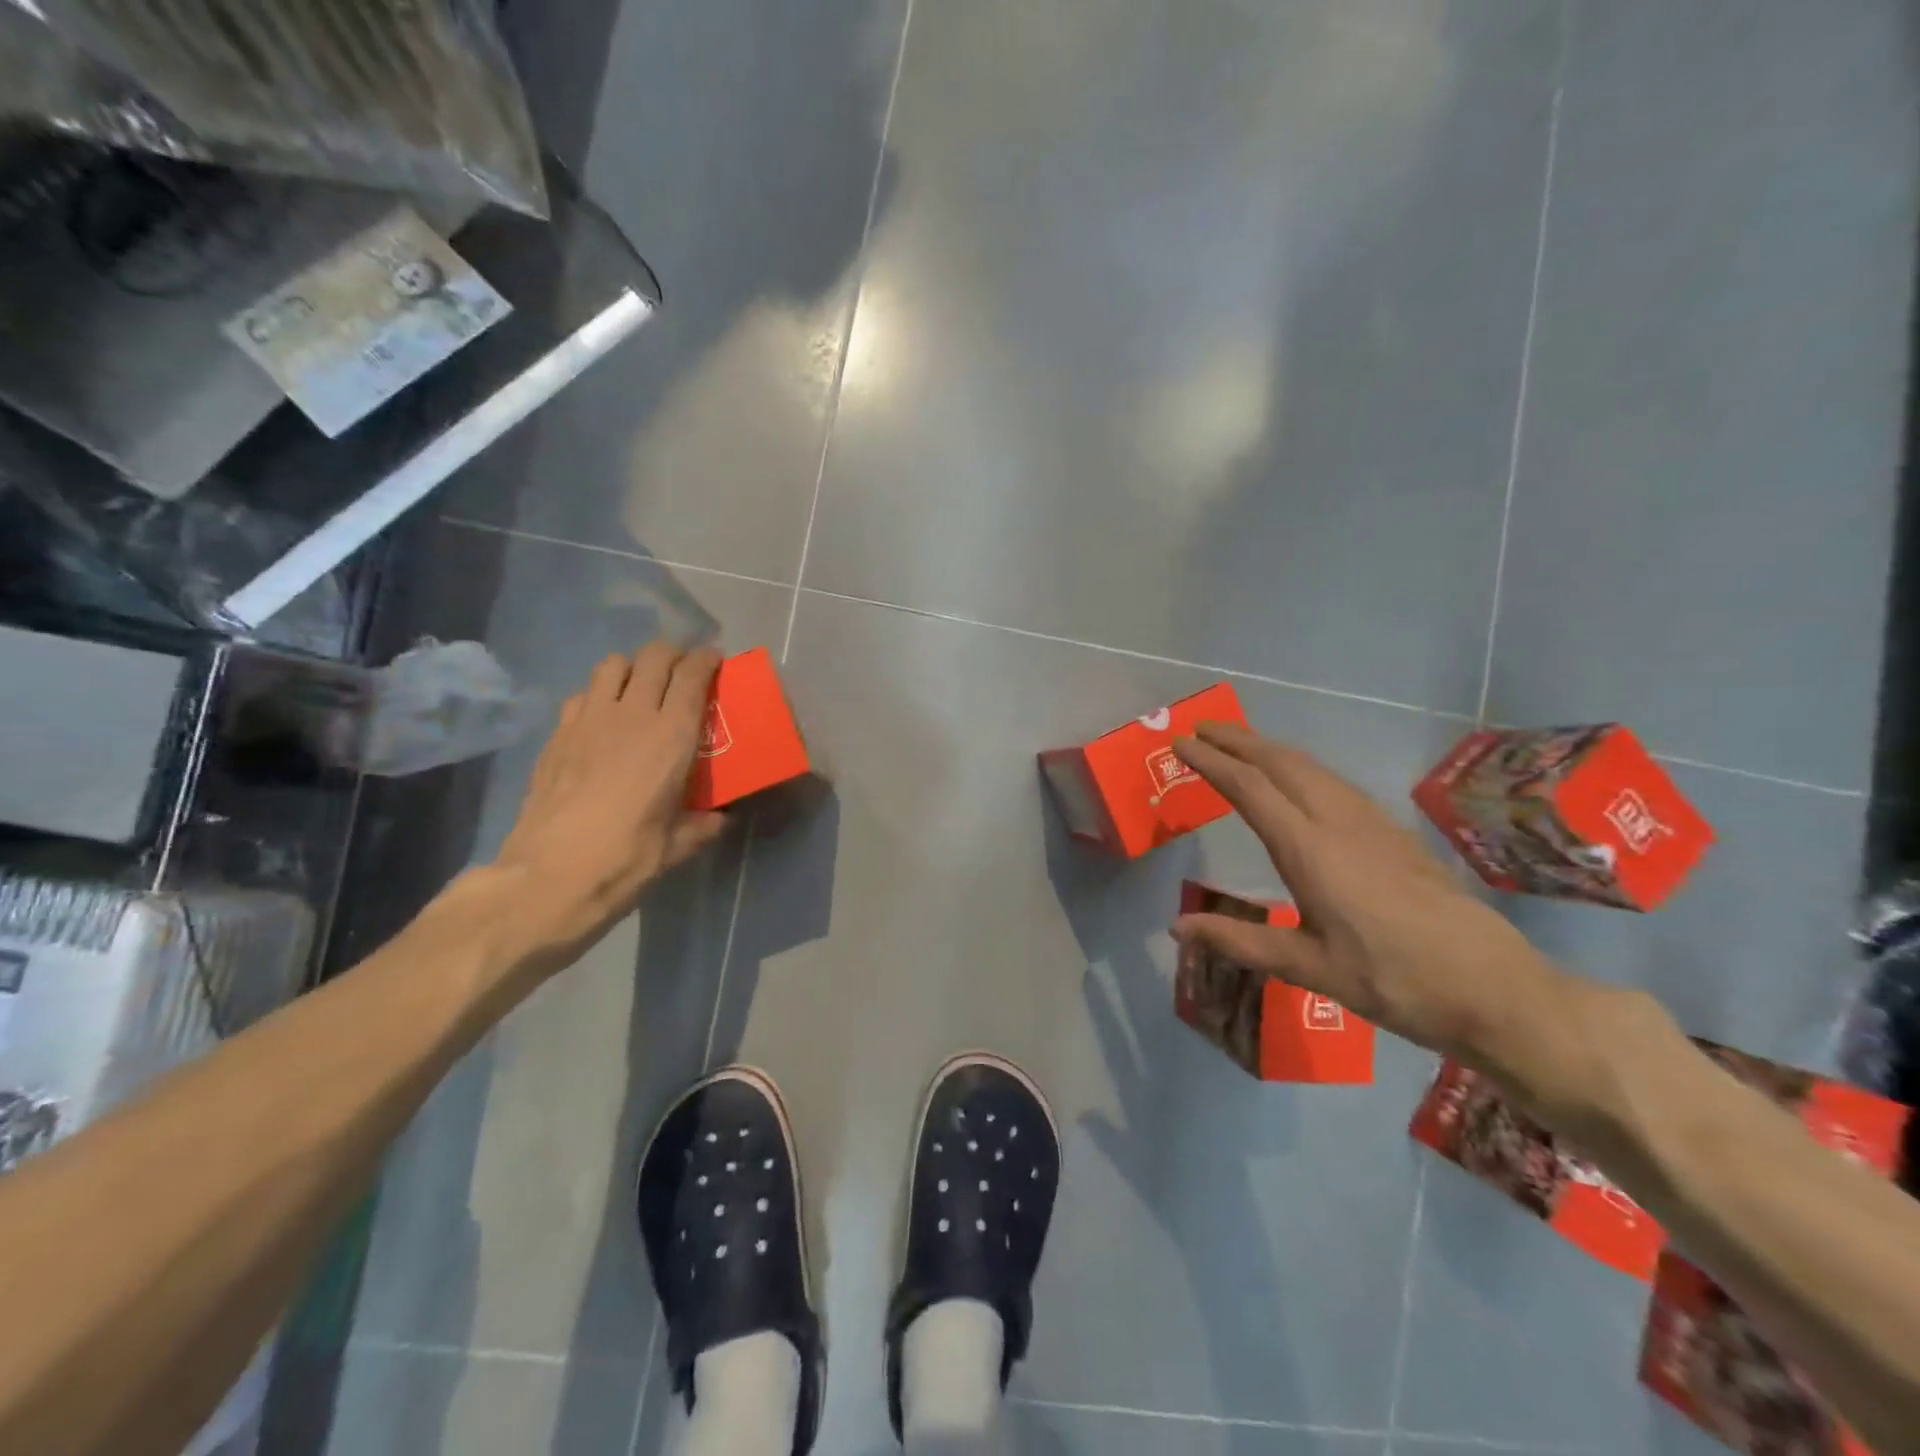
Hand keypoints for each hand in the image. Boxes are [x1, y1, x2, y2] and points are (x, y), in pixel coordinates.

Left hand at [488, 643, 727, 967]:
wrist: (549, 877)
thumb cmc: (626, 859)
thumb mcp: (678, 846)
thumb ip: (703, 824)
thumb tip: (720, 818)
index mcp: (671, 737)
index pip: (692, 675)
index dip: (707, 659)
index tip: (715, 660)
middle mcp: (631, 715)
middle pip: (653, 657)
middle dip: (673, 654)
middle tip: (684, 670)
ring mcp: (588, 720)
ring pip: (613, 664)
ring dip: (633, 667)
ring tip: (642, 686)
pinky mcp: (557, 734)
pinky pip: (582, 694)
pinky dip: (598, 693)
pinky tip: (602, 718)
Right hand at [1172, 721, 1593, 1083]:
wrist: (1495, 988)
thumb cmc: (1394, 980)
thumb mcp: (1309, 968)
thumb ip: (1240, 942)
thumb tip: (1176, 928)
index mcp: (1311, 850)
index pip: (1251, 789)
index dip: (1213, 762)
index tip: (1182, 744)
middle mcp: (1339, 823)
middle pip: (1281, 763)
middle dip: (1238, 740)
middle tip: (1201, 729)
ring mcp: (1372, 823)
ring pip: (1311, 767)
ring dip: (1269, 748)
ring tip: (1239, 743)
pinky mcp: (1394, 832)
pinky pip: (1334, 781)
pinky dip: (1299, 765)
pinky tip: (1298, 778)